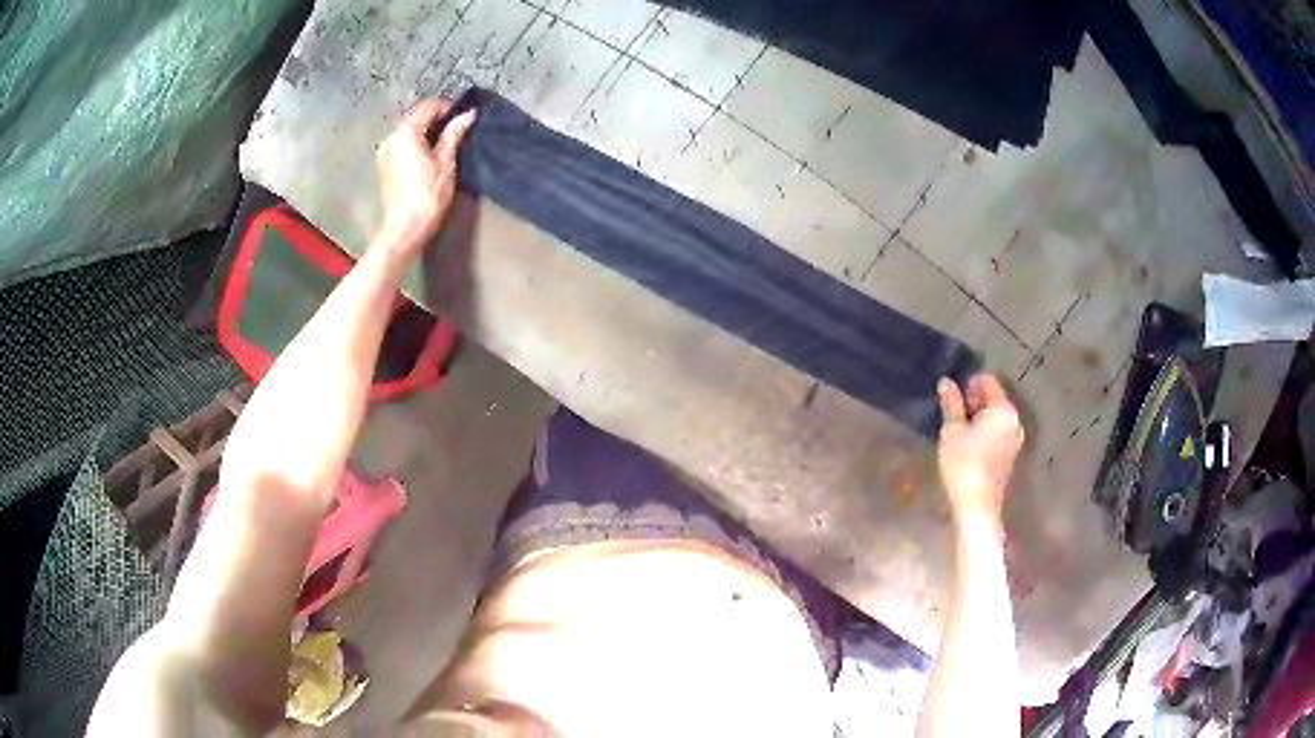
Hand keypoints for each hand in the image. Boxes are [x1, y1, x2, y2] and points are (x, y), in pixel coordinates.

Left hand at [375, 99, 476, 251]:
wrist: (404, 228)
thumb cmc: (427, 196)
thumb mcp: (445, 163)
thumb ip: (454, 134)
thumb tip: (467, 115)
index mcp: (405, 132)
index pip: (428, 106)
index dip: (448, 108)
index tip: (463, 118)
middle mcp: (391, 137)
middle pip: (415, 117)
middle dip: (435, 119)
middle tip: (456, 130)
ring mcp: (384, 152)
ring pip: (408, 131)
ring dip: (425, 132)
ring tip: (444, 145)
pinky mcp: (383, 166)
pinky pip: (401, 145)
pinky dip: (415, 144)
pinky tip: (428, 157)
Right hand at [935, 374, 1024, 523]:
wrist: (977, 506)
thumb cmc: (963, 465)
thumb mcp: (952, 431)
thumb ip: (951, 404)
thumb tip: (946, 382)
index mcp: (1003, 409)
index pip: (988, 381)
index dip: (969, 383)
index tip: (951, 396)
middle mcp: (1015, 420)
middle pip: (995, 397)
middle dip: (975, 400)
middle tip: (953, 413)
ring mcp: (1015, 438)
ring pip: (997, 416)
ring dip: (980, 417)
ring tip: (959, 430)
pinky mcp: (1011, 454)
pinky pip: (999, 431)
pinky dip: (986, 430)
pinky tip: (970, 444)